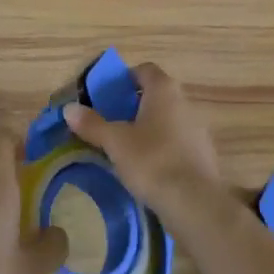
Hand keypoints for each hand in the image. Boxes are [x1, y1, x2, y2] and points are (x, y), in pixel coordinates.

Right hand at [62, 63, 223, 214]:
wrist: (195, 203)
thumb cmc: (152, 161)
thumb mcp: (115, 142)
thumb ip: (92, 124)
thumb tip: (69, 109)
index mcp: (164, 89)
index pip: (144, 70)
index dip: (124, 79)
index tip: (107, 96)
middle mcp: (184, 101)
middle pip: (156, 95)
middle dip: (134, 106)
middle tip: (112, 123)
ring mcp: (198, 127)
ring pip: (167, 119)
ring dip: (149, 128)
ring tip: (127, 148)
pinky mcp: (204, 153)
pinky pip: (178, 141)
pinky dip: (163, 147)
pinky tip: (149, 168)